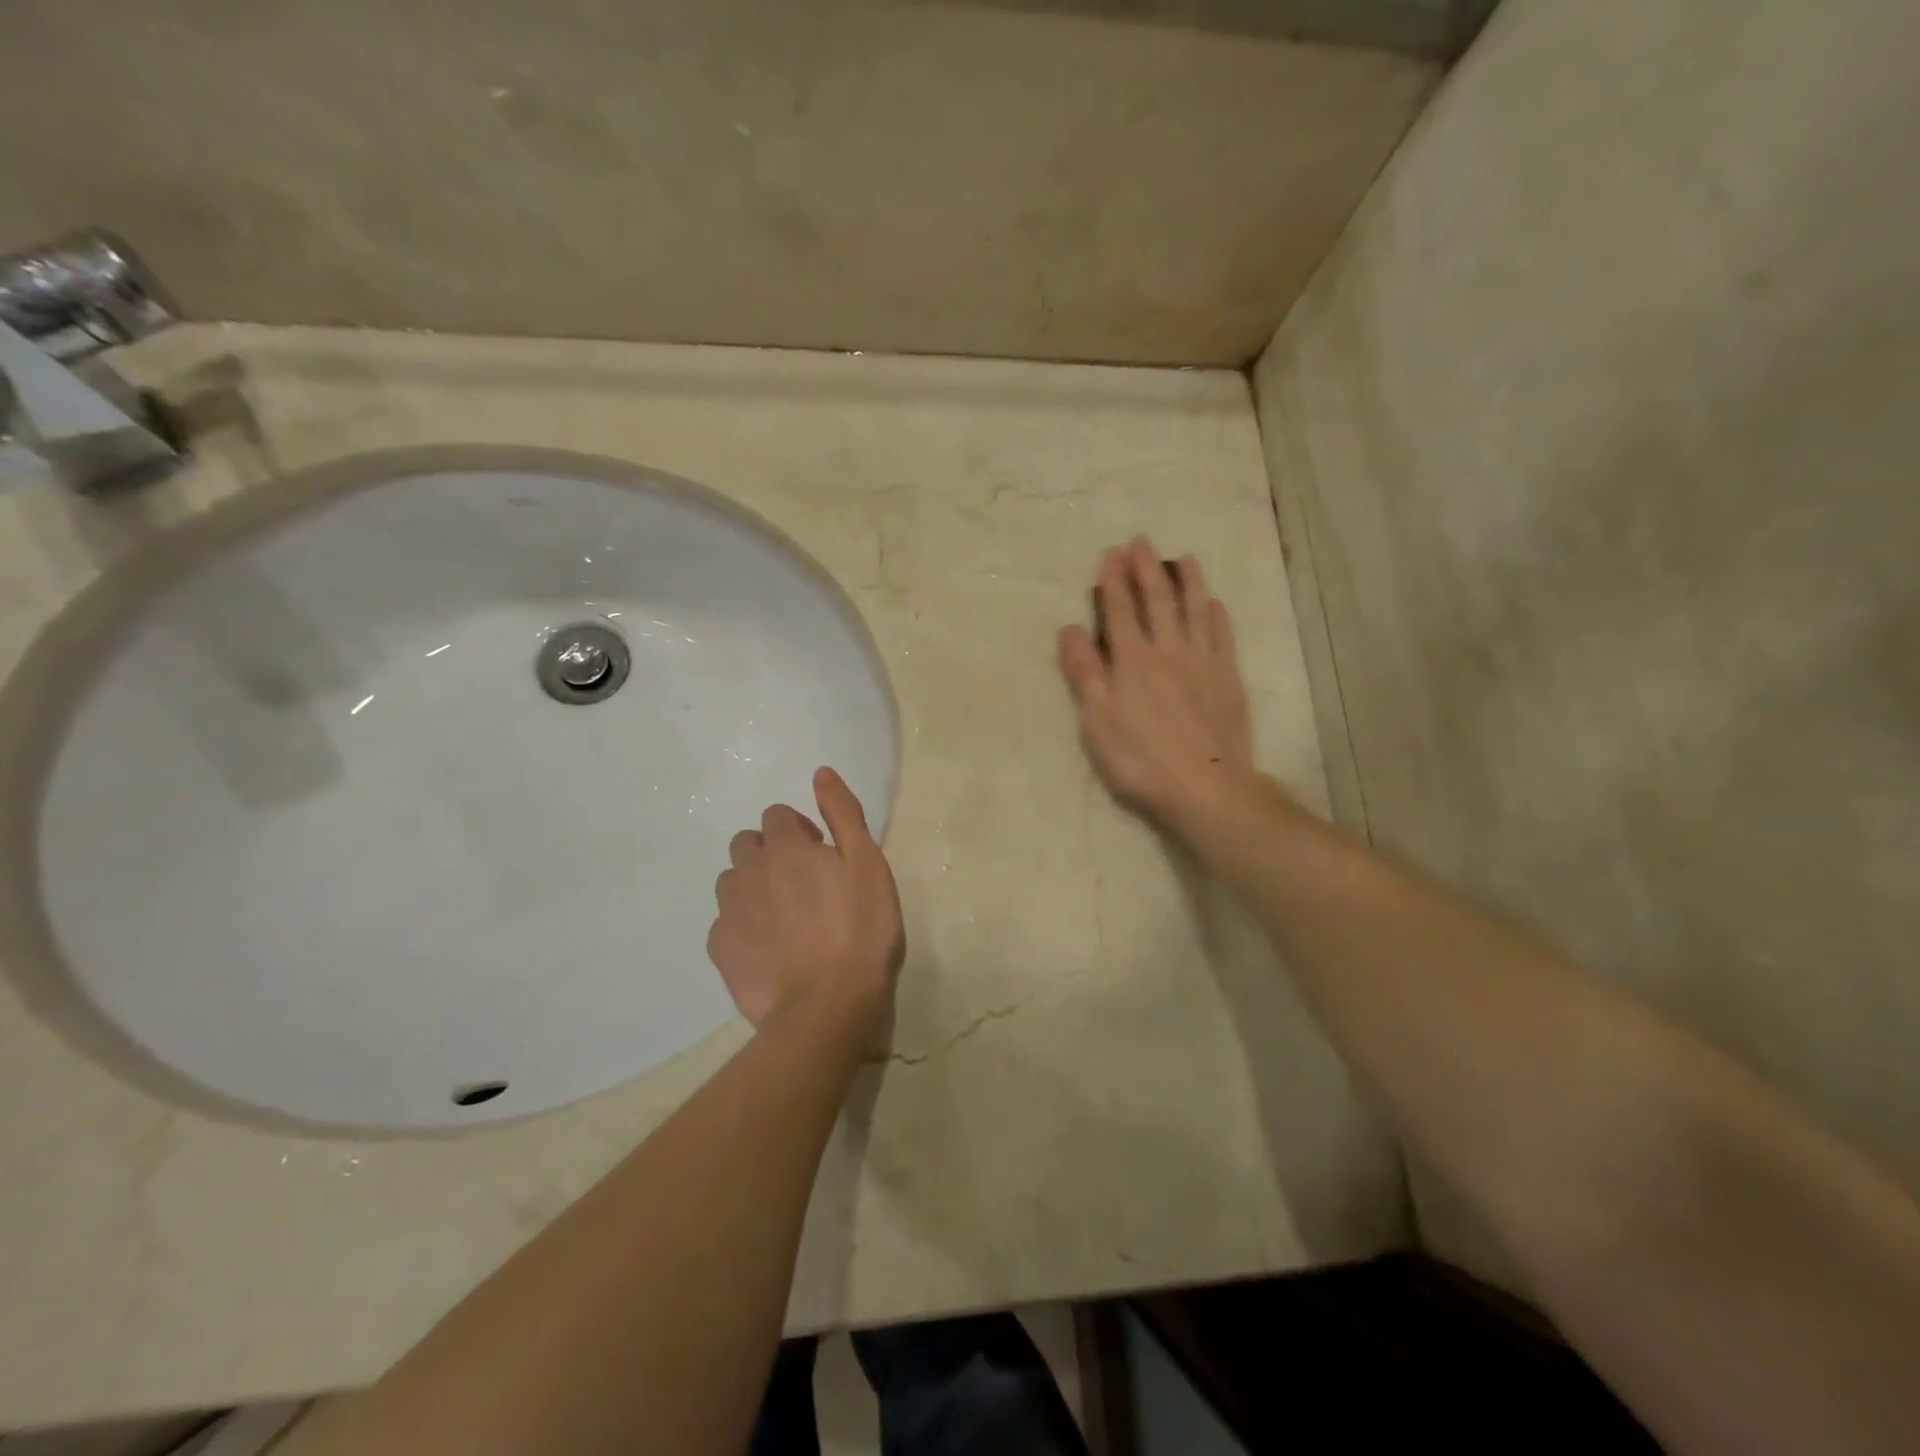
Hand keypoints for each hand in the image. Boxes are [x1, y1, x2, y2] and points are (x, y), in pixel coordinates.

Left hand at [708, 766, 904, 1031]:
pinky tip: (771, 949)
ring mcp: (730, 912)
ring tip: (785, 918)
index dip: (800, 830)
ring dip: (754, 887)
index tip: (822, 855)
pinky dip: (744, 926)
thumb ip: (843, 814)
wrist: (828, 1006)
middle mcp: (749, 871)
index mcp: (786, 847)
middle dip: (771, 853)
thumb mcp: (868, 864)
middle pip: (748, 844)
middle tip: (803, 885)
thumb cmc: (860, 930)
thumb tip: (821, 773)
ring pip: (732, 882)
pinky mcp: (721, 950)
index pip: (777, 815)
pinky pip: (725, 924)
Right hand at [1057, 537, 1256, 823]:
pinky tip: (1213, 603)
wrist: (1204, 786)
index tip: (1111, 553)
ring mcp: (1203, 662)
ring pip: (1195, 609)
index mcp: (1132, 660)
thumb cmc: (1140, 759)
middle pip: (1157, 600)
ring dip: (1187, 581)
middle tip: (1141, 542)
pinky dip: (1215, 615)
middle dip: (1146, 569)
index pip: (1119, 610)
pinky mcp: (1228, 678)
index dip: (1113, 580)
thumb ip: (1084, 671)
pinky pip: (1222, 635)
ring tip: (1183, 558)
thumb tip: (1070, 628)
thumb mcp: (1097, 720)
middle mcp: (1169, 650)